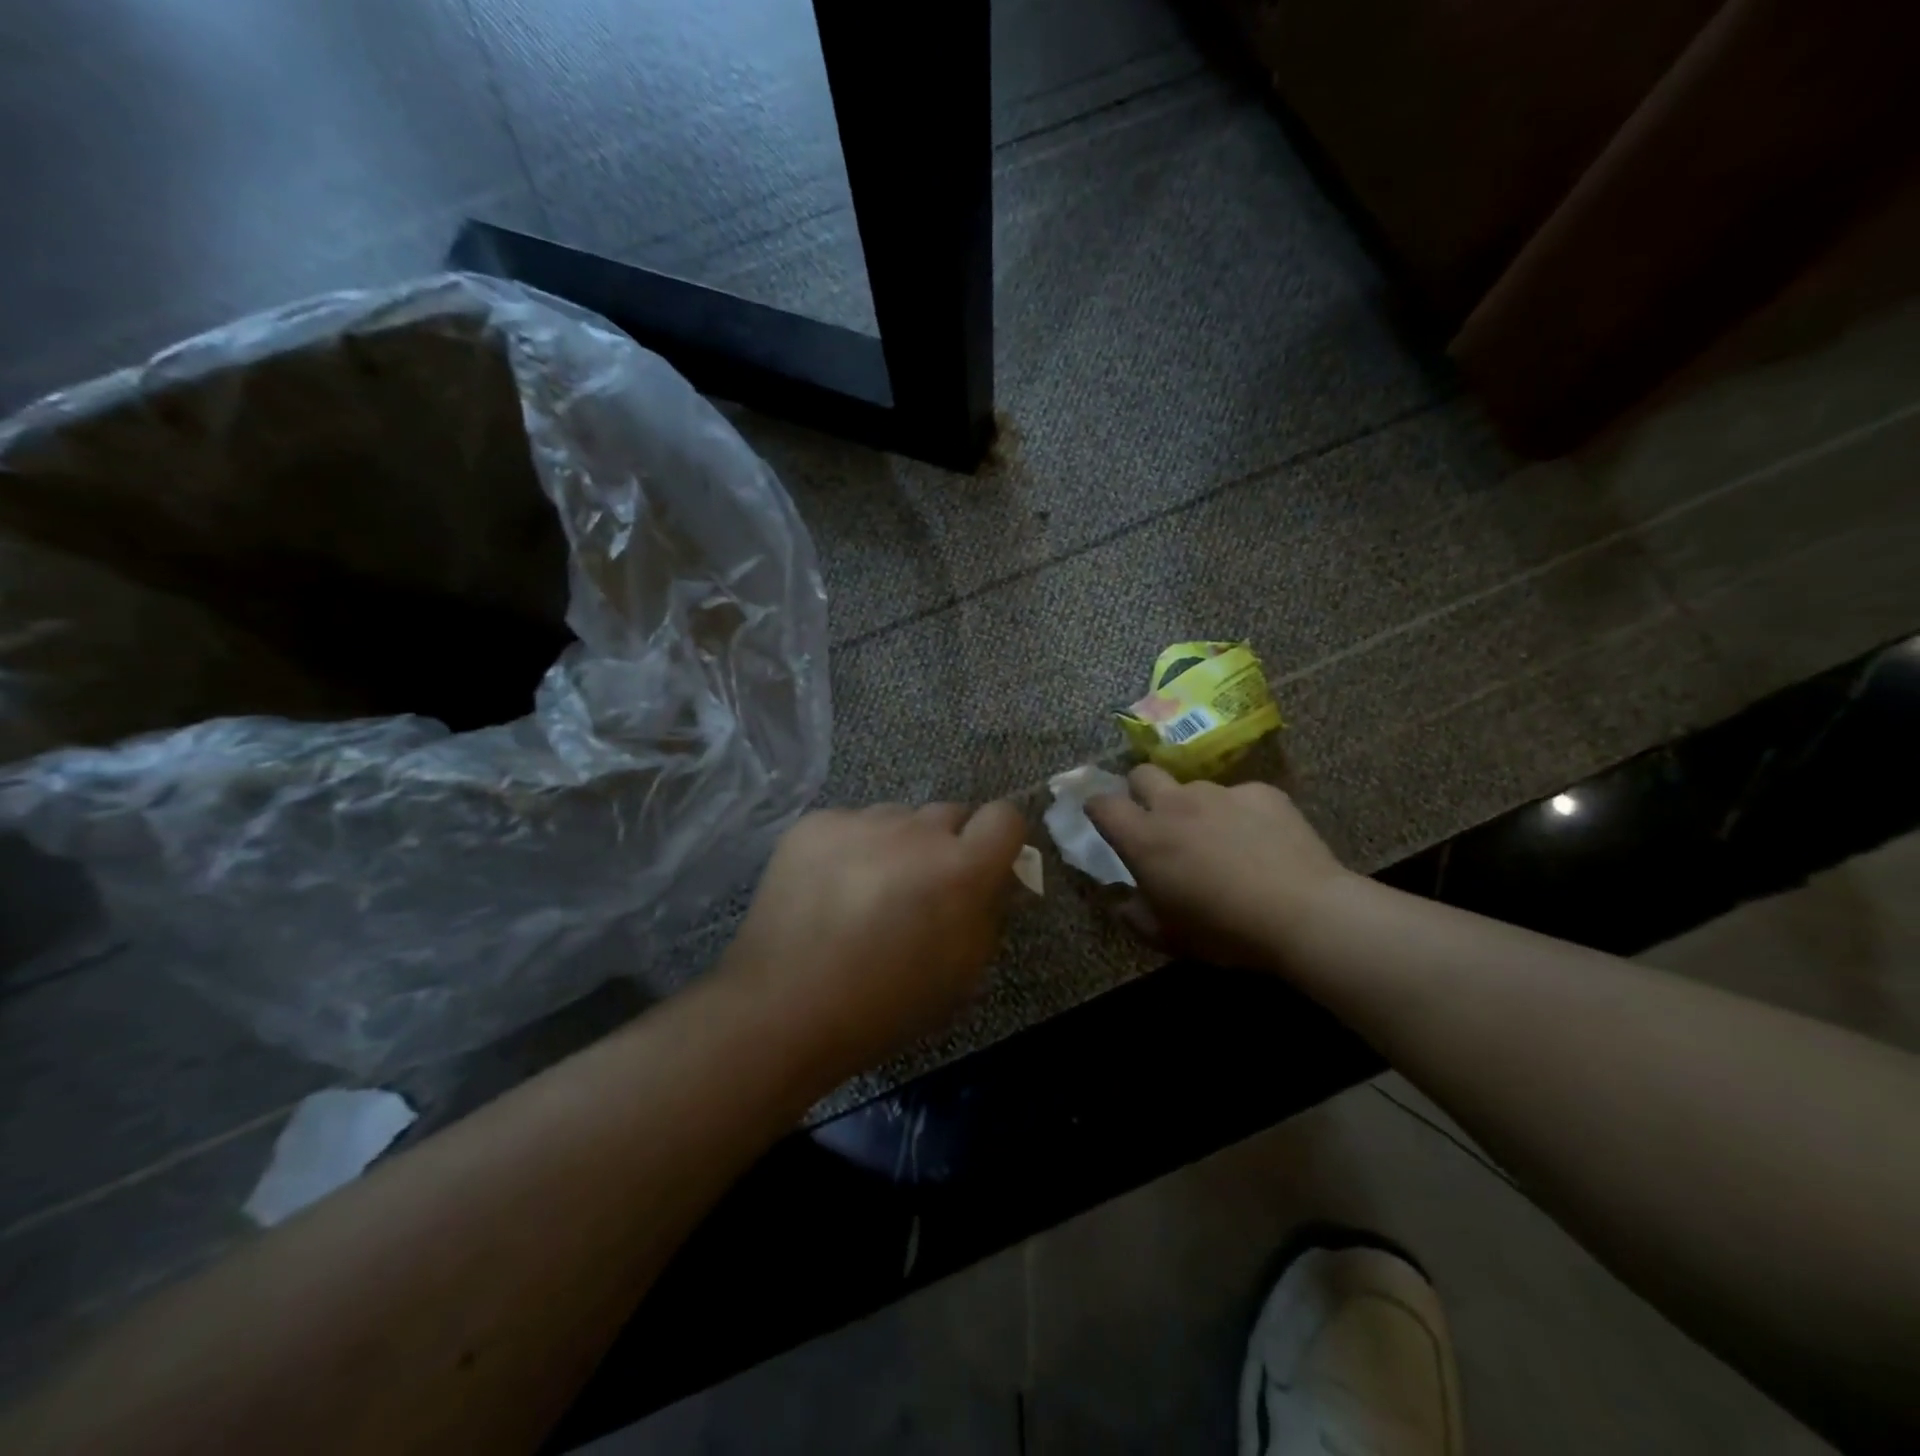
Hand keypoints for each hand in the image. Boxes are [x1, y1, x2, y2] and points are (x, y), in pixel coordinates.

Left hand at [720, 801, 1027, 1079]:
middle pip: (949, 814)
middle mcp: (914, 831)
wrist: (782, 1009)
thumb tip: (998, 878)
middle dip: (945, 845)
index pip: (1005, 816)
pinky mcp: (815, 823)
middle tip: (920, 889)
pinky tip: (829, 889)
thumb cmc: (884, 1006)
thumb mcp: (961, 974)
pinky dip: (851, 848)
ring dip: (897, 844)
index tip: (986, 865)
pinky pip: (852, 823)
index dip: (1000, 839)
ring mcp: (860, 821)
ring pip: (898, 818)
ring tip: (867, 891)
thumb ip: (989, 914)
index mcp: (960, 869)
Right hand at [1085, 766, 1351, 966]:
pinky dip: (1241, 814)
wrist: (1303, 913)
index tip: (1103, 819)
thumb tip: (1122, 899)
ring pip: (1194, 788)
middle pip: (1142, 774)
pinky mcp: (1262, 792)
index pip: (1102, 804)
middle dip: (1141, 790)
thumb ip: (1133, 913)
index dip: (1098, 808)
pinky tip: (1261, 842)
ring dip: (1195, 807)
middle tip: (1157, 821)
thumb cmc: (1223, 930)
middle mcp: (1175, 804)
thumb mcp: (1166, 936)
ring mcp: (1221, 793)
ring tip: (1219, 839)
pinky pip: (1240, 797)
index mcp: (1143, 837)